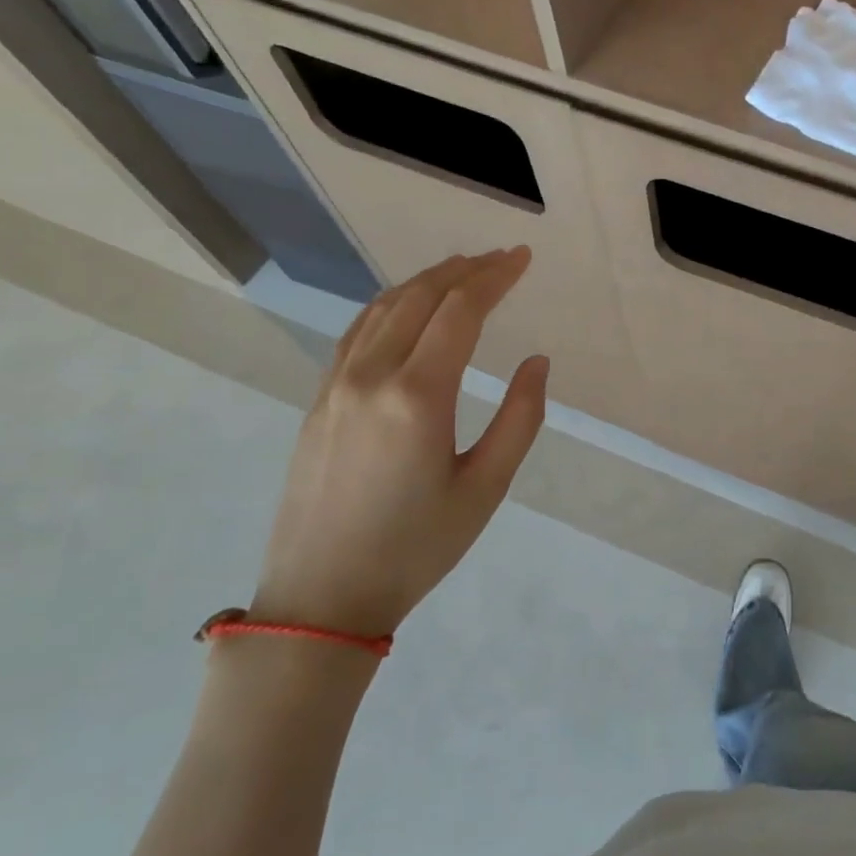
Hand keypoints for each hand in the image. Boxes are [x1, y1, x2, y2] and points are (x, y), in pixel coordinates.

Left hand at [252, 247, 547, 635]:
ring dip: (425, 282)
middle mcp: (371, 376)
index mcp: (418, 396)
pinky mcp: (319, 401)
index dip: (495, 278)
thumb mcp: (486, 488)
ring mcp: (336, 385)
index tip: (523, 258)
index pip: (461, 311)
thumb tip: (536, 362)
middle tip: (500, 259)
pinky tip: (407, 308)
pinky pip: (358, 332)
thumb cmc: (417, 547)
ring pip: (382, 309)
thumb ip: (520, 419)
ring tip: (461, 270)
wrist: (322, 597)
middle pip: (419, 298)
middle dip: (464, 270)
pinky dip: (390, 305)